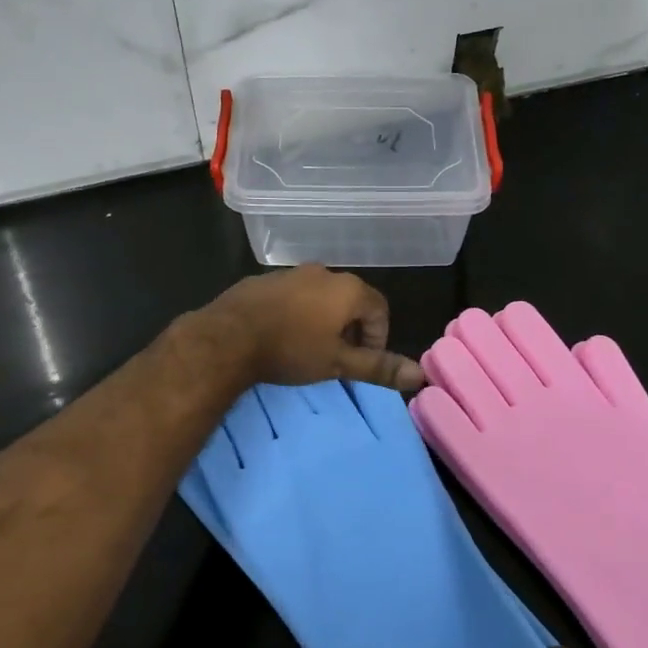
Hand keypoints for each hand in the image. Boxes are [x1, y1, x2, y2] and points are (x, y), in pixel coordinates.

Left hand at [201, 266, 424, 392]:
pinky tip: (281, 335)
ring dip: (323, 320)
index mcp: (348, 289)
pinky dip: (297, 313)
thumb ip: (378, 367)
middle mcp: (324, 273)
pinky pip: (293, 296)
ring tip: (309, 349)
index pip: (380, 309)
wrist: (227, 337)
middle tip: (338, 358)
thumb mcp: (338, 363)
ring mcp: (292, 273)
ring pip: (320, 297)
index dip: (378, 337)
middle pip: (350, 300)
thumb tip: (420, 374)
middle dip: (351, 329)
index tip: (362, 362)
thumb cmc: (291, 349)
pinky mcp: (265, 280)